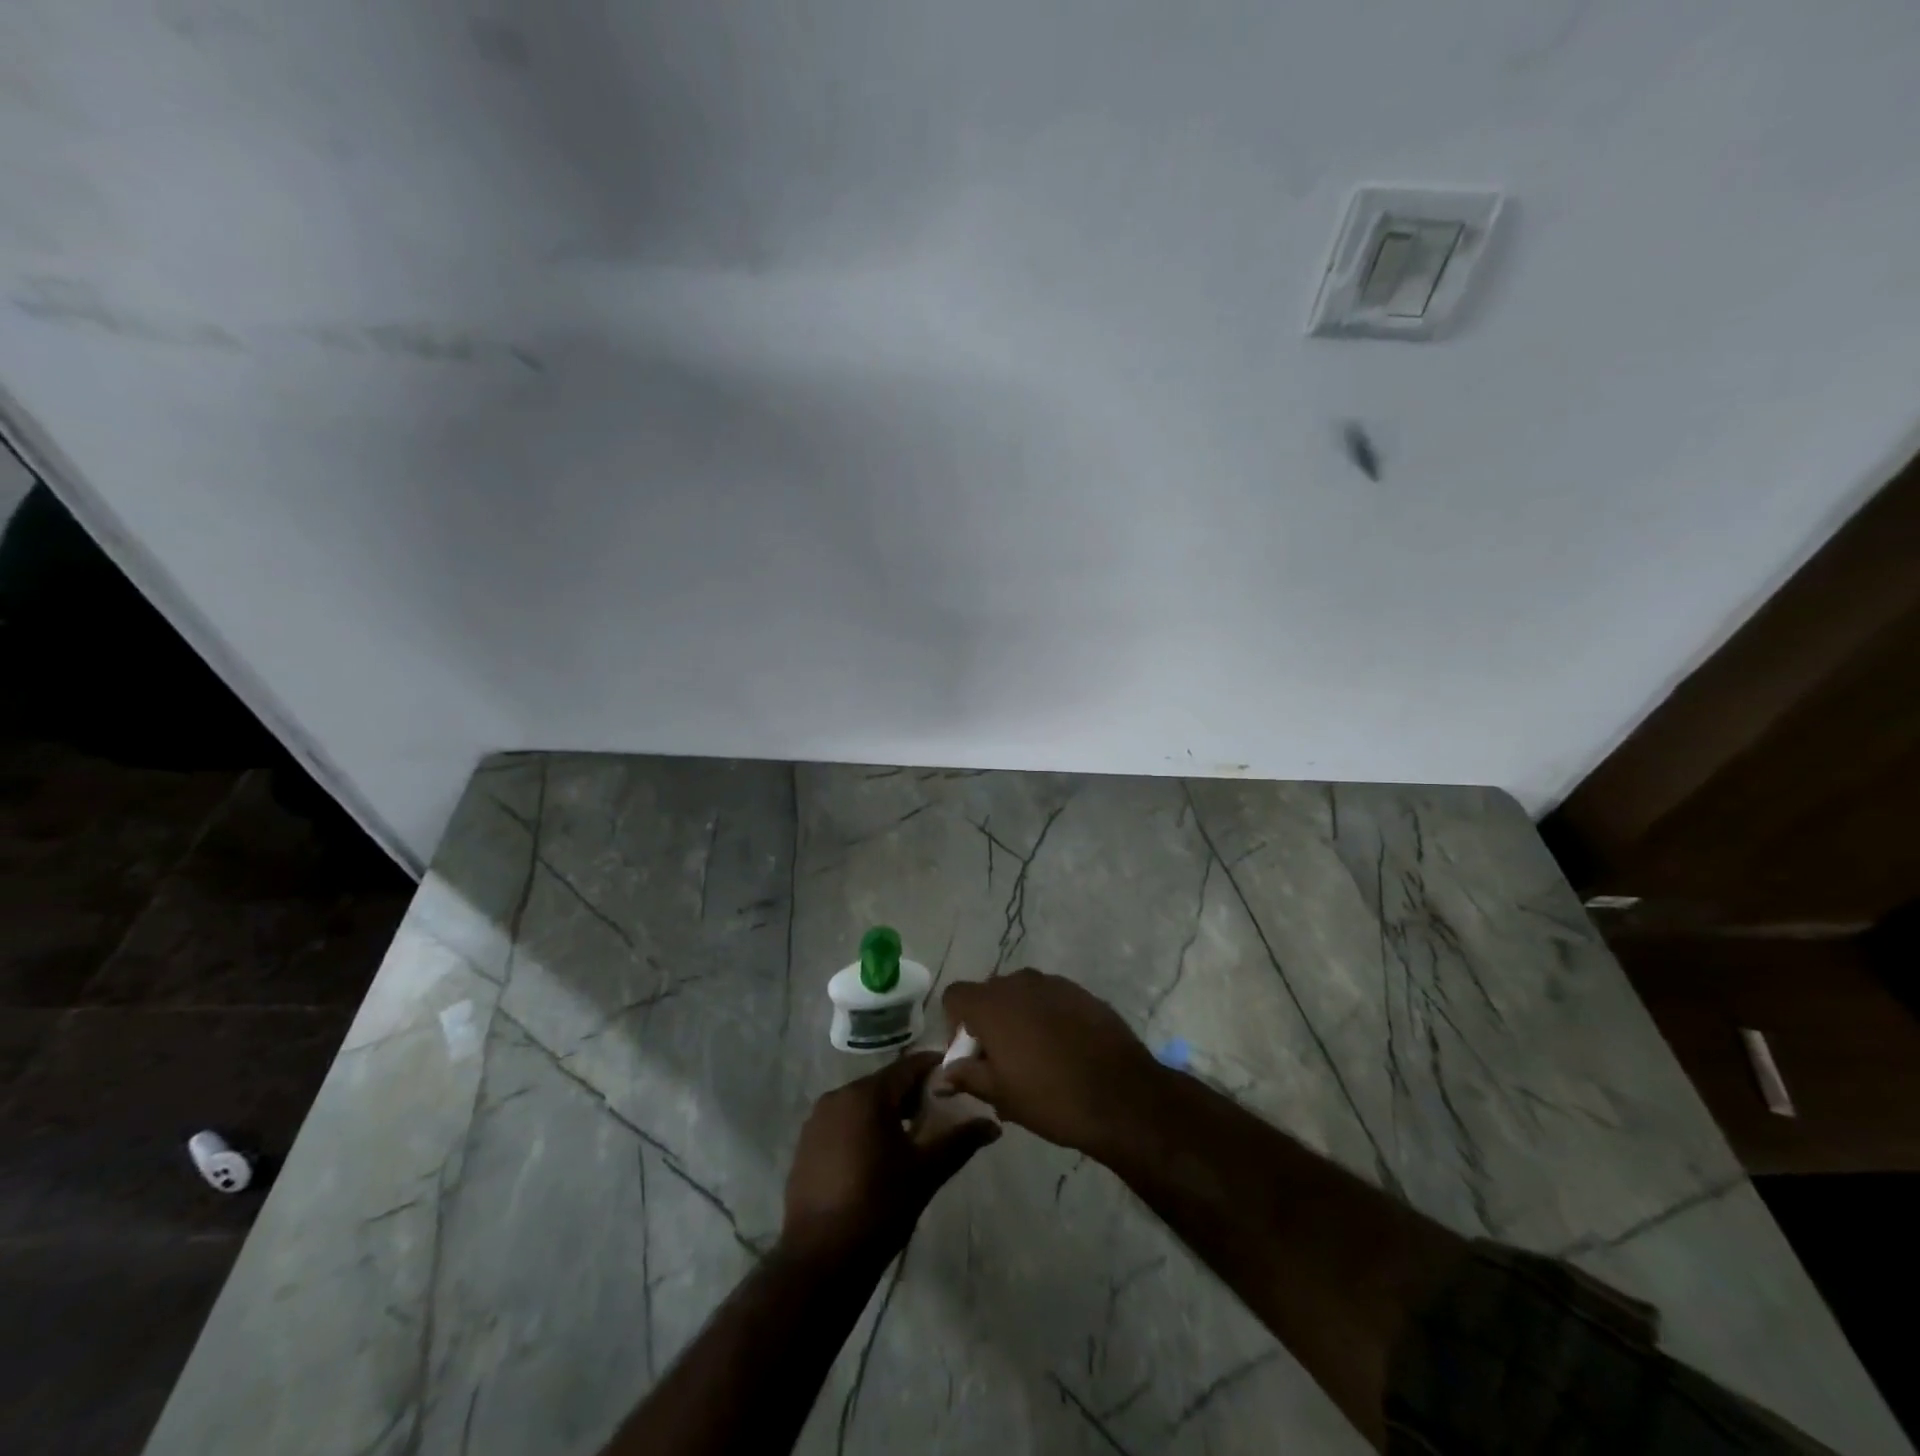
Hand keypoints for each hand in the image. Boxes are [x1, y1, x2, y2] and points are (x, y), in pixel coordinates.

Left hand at [782, 1053, 998, 1260]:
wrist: (820, 1260)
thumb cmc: (878, 1207)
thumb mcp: (926, 1172)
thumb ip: (960, 1142)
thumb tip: (993, 1125)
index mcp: (867, 1094)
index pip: (909, 1066)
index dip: (936, 1070)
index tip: (959, 1080)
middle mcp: (838, 1096)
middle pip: (885, 1083)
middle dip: (913, 1095)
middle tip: (940, 1115)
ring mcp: (817, 1120)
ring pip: (863, 1103)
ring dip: (889, 1113)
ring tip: (913, 1138)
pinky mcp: (806, 1144)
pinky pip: (844, 1122)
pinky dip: (865, 1128)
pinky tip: (879, 1157)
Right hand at [939, 969, 1165, 1159]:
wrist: (1122, 1095)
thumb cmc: (1050, 1097)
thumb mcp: (1000, 1094)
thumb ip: (966, 1076)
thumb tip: (941, 1076)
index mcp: (991, 1004)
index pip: (955, 996)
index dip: (955, 1025)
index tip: (971, 1056)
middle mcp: (1019, 983)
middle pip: (989, 994)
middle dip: (988, 1022)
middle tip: (1001, 1062)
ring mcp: (1054, 983)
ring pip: (1022, 996)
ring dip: (1019, 1019)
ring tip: (1035, 1059)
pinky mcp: (1082, 992)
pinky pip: (1051, 999)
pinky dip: (1048, 1018)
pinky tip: (1064, 1051)